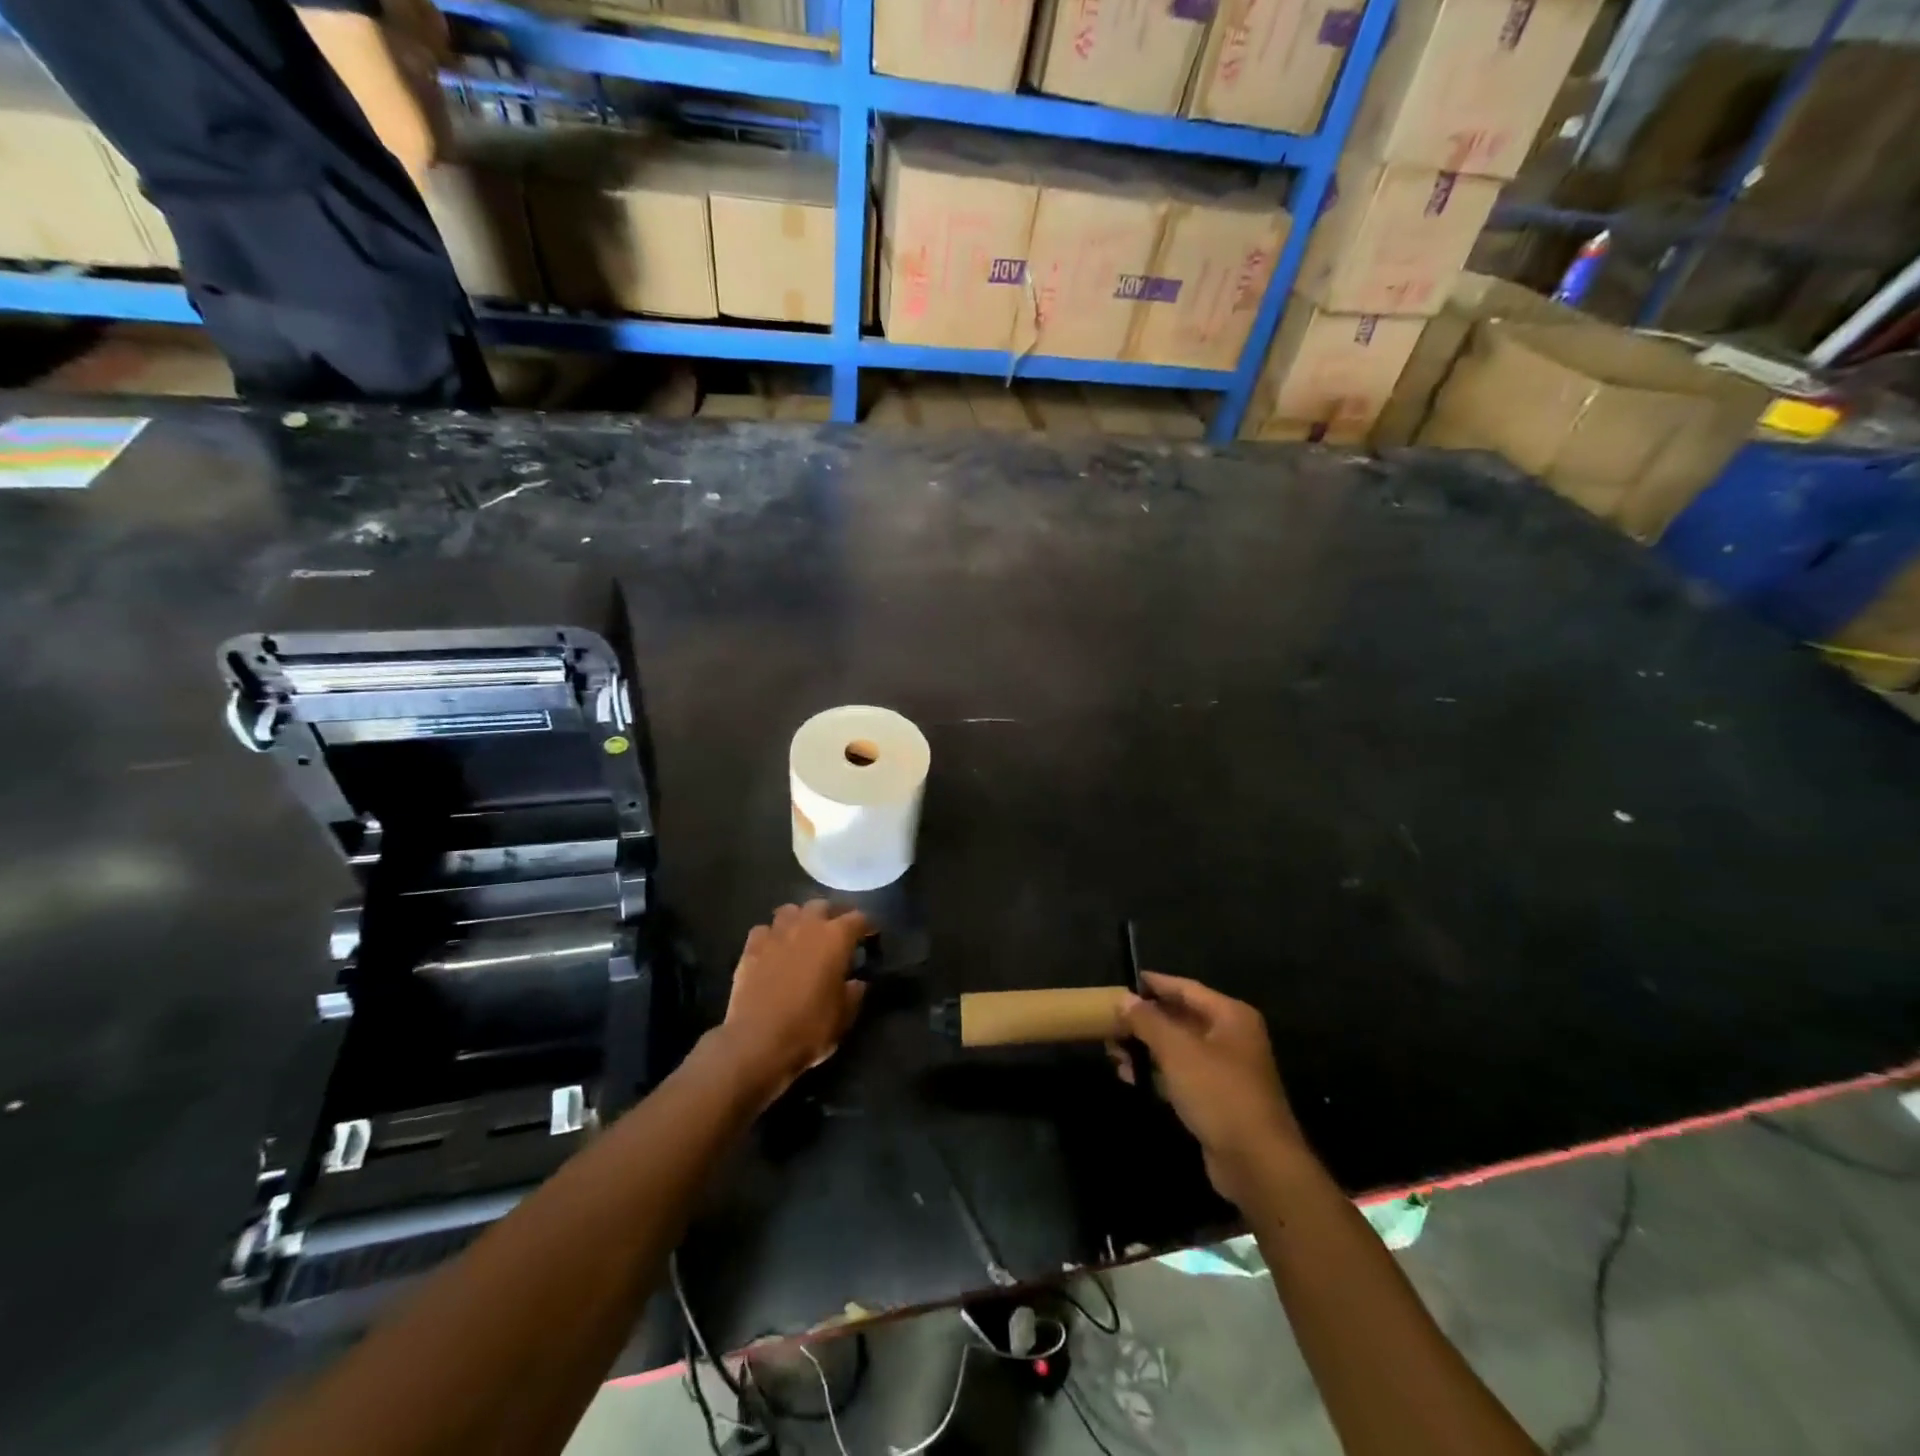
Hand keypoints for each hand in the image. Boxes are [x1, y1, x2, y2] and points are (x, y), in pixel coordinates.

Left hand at [715, 901, 870, 1103]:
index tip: (870, 936)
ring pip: (790, 910)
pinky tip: (773, 949)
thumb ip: (854, 992)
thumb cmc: (809, 1028)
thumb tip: (856, 982)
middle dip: (831, 915)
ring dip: (799, 919)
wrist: (757, 1043)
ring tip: (802, 935)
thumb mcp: (844, 1015)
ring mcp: (776, 934)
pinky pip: (764, 929)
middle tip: (835, 934)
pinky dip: (771, 935)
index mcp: (836, 938)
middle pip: (822, 905)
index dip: (867, 926)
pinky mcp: (751, 947)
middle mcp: (807, 926)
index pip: (858, 918)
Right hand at [1114, 972, 1307, 1206]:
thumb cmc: (1218, 1092)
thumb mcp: (1177, 1050)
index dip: (1156, 983)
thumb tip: (1124, 999)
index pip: (1187, 989)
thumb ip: (1148, 1021)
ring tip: (1112, 1050)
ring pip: (1179, 1048)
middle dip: (1146, 1020)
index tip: (1125, 980)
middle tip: (1111, 1020)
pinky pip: (1182, 1075)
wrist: (1256, 1162)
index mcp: (1231, 1016)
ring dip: (1147, 1048)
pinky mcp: (1218, 1100)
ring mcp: (1226, 1070)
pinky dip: (1157, 1072)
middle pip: (1182, 1018)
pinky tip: (1129, 1076)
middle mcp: (1232, 1037)